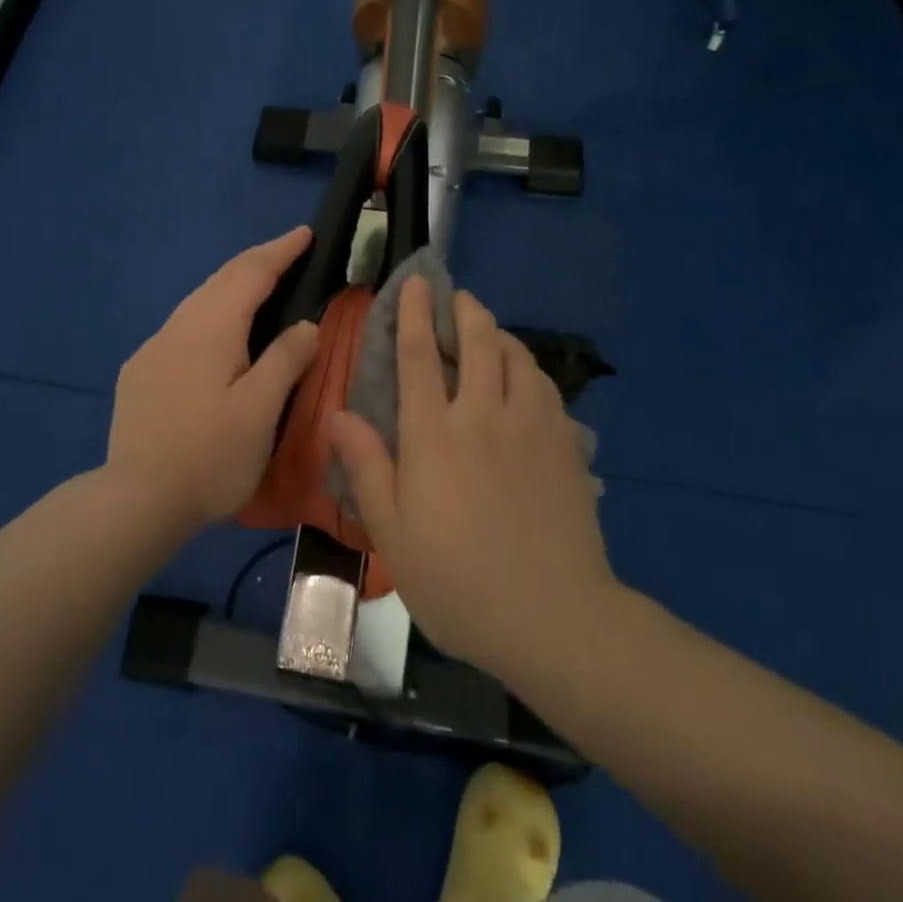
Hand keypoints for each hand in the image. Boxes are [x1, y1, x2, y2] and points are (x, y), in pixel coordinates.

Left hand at [105, 227, 319, 534]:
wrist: (136, 500)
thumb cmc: (210, 457)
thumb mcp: (260, 410)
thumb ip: (286, 359)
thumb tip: (305, 324)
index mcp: (211, 328)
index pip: (251, 273)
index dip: (280, 251)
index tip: (306, 233)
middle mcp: (179, 326)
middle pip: (221, 279)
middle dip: (257, 261)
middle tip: (288, 254)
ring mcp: (153, 348)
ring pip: (199, 300)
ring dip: (231, 286)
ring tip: (259, 288)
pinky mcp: (139, 371)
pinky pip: (182, 326)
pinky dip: (210, 313)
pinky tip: (216, 335)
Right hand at [327, 278, 614, 685]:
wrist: (554, 617)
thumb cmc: (458, 580)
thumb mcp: (393, 532)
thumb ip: (367, 467)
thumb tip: (338, 414)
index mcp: (434, 434)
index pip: (418, 356)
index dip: (413, 314)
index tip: (414, 284)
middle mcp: (483, 414)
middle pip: (477, 341)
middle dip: (464, 310)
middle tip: (455, 296)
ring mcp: (530, 425)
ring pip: (516, 356)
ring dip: (498, 333)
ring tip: (487, 330)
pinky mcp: (565, 443)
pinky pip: (544, 385)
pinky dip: (528, 366)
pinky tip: (524, 376)